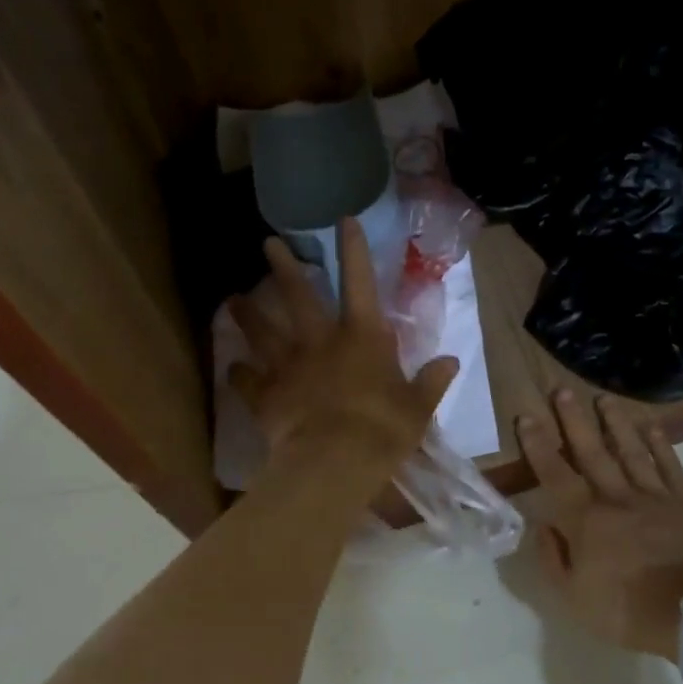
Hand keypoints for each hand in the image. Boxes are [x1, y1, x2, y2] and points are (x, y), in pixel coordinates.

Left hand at [230, 217, 458, 477]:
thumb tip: (451, 361)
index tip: (343, 220)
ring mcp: (289, 366)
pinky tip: (231, 368)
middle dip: (284, 266)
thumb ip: (432, 381)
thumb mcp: (418, 408)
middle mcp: (321, 342)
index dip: (353, 250)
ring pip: (263, 331)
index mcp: (362, 337)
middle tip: (268, 243)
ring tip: (232, 299)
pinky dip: (239, 374)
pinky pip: (247, 381)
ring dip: (247, 314)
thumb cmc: (383, 430)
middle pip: (298, 296)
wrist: (334, 463)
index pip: (360, 283)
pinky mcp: (266, 395)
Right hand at [518, 388, 682, 659]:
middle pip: (591, 452)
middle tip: (562, 390)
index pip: (555, 474)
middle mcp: (616, 497)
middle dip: (574, 420)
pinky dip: (660, 444)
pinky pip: (670, 466)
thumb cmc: (628, 610)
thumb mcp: (574, 599)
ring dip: (615, 423)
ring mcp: (654, 496)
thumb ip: (554, 559)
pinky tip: (651, 425)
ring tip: (603, 398)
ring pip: (630, 451)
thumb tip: (543, 526)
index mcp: (585, 520)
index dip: (539, 445)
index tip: (527, 417)